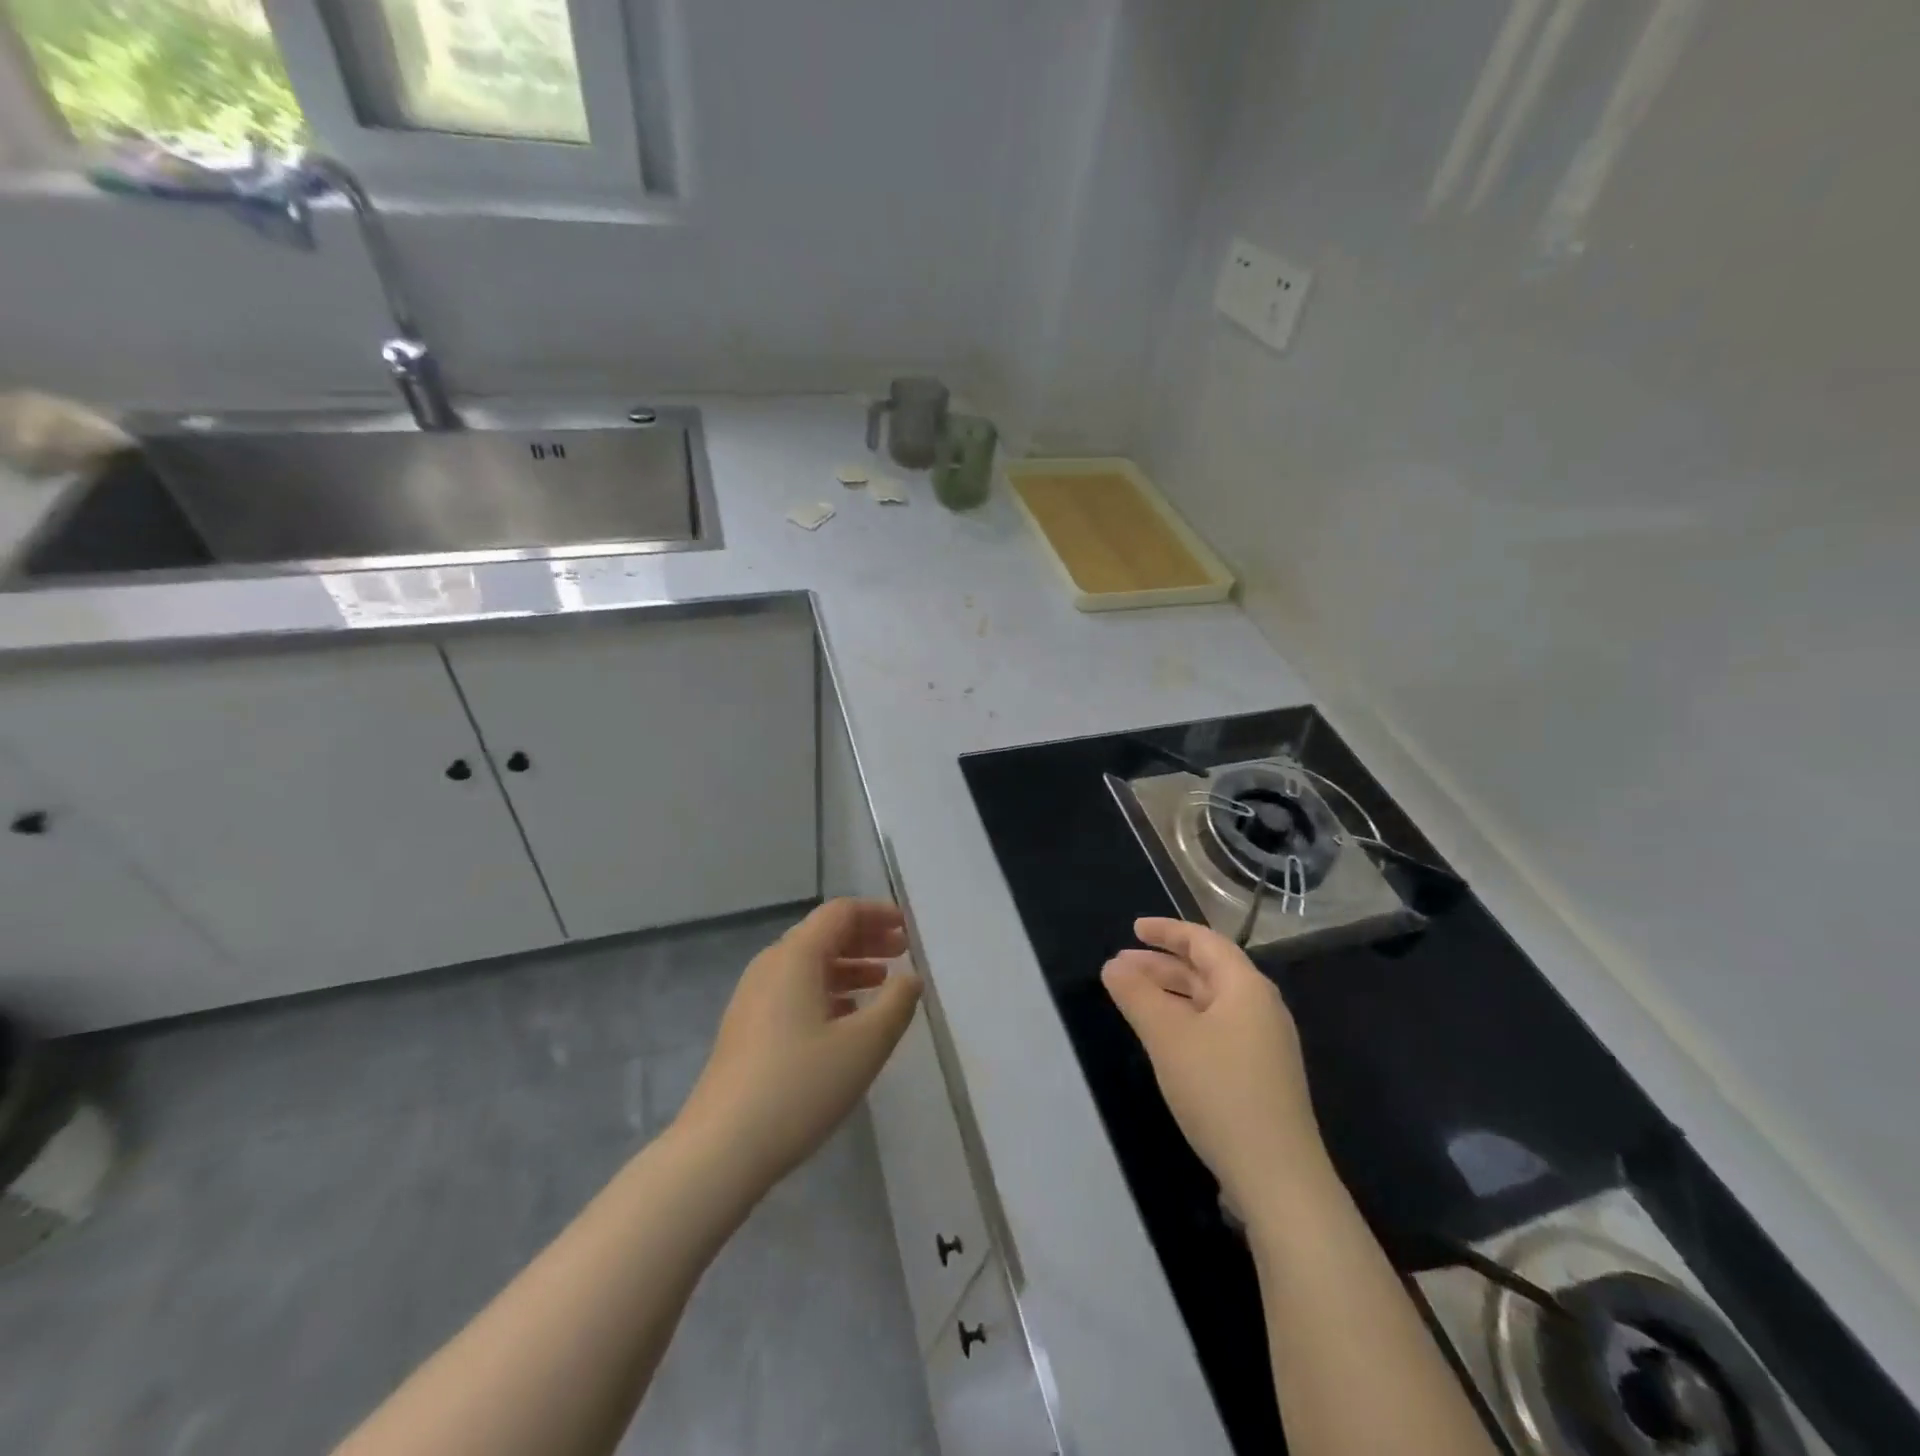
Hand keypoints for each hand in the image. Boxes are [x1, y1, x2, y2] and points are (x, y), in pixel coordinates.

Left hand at [676, 899, 921, 1191]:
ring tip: (882, 982)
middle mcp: (771, 965)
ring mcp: (753, 997)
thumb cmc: (800, 1087)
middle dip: (865, 938)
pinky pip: (794, 990)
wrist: (721, 1148)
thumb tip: (910, 977)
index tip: (907, 927)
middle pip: (823, 934)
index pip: (840, 913)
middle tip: (902, 951)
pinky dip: (827, 990)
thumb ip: (895, 1004)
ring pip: (808, 964)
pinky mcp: (747, 1027)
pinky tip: (847, 1017)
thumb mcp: (864, 1045)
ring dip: (848, 966)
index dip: (877, 913)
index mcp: (796, 957)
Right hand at [1102, 917, 1330, 1216]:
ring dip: (1171, 994)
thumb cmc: (1220, 1091)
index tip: (1133, 929)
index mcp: (1246, 987)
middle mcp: (1260, 1008)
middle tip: (1120, 966)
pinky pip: (1217, 1029)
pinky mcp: (1260, 1076)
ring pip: (1210, 1003)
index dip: (1166, 931)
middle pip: (1207, 971)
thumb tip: (1113, 965)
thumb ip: (1137, 995)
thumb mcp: (1168, 1037)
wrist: (1278, 1177)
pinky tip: (1163, 1039)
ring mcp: (1264, 1044)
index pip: (1204, 942)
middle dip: (1162, 965)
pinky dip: (1185, 1020)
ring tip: (1133, 999)